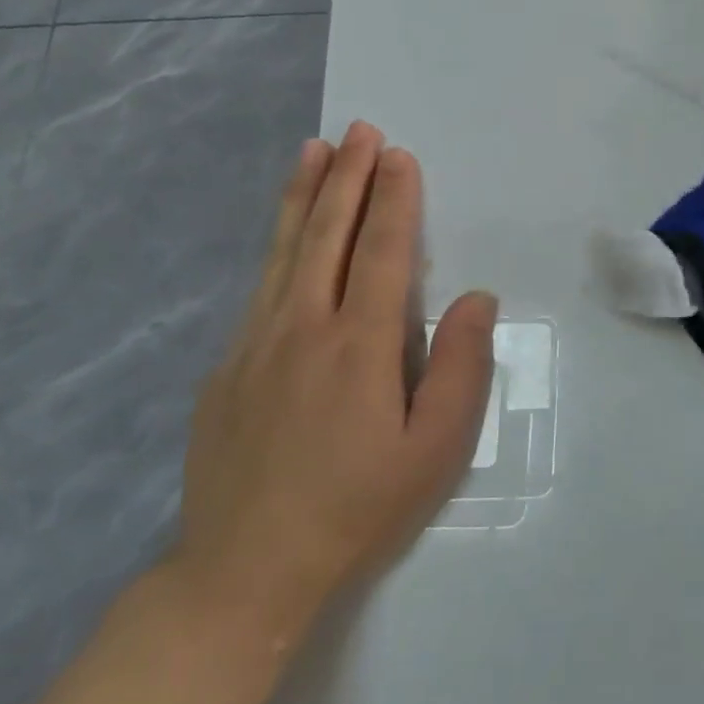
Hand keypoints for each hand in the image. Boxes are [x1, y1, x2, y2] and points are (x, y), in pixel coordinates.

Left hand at [174, 122, 496, 644]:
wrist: (242, 574)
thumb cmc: (357, 511)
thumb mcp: (434, 451)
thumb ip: (460, 367)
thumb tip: (477, 297)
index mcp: (359, 344)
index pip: (382, 251)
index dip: (394, 199)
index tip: (399, 156)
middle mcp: (303, 327)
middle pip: (328, 235)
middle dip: (348, 177)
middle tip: (360, 130)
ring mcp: (256, 344)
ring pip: (284, 251)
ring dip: (304, 196)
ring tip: (313, 151)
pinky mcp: (226, 368)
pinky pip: (260, 288)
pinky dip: (277, 245)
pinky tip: (285, 235)